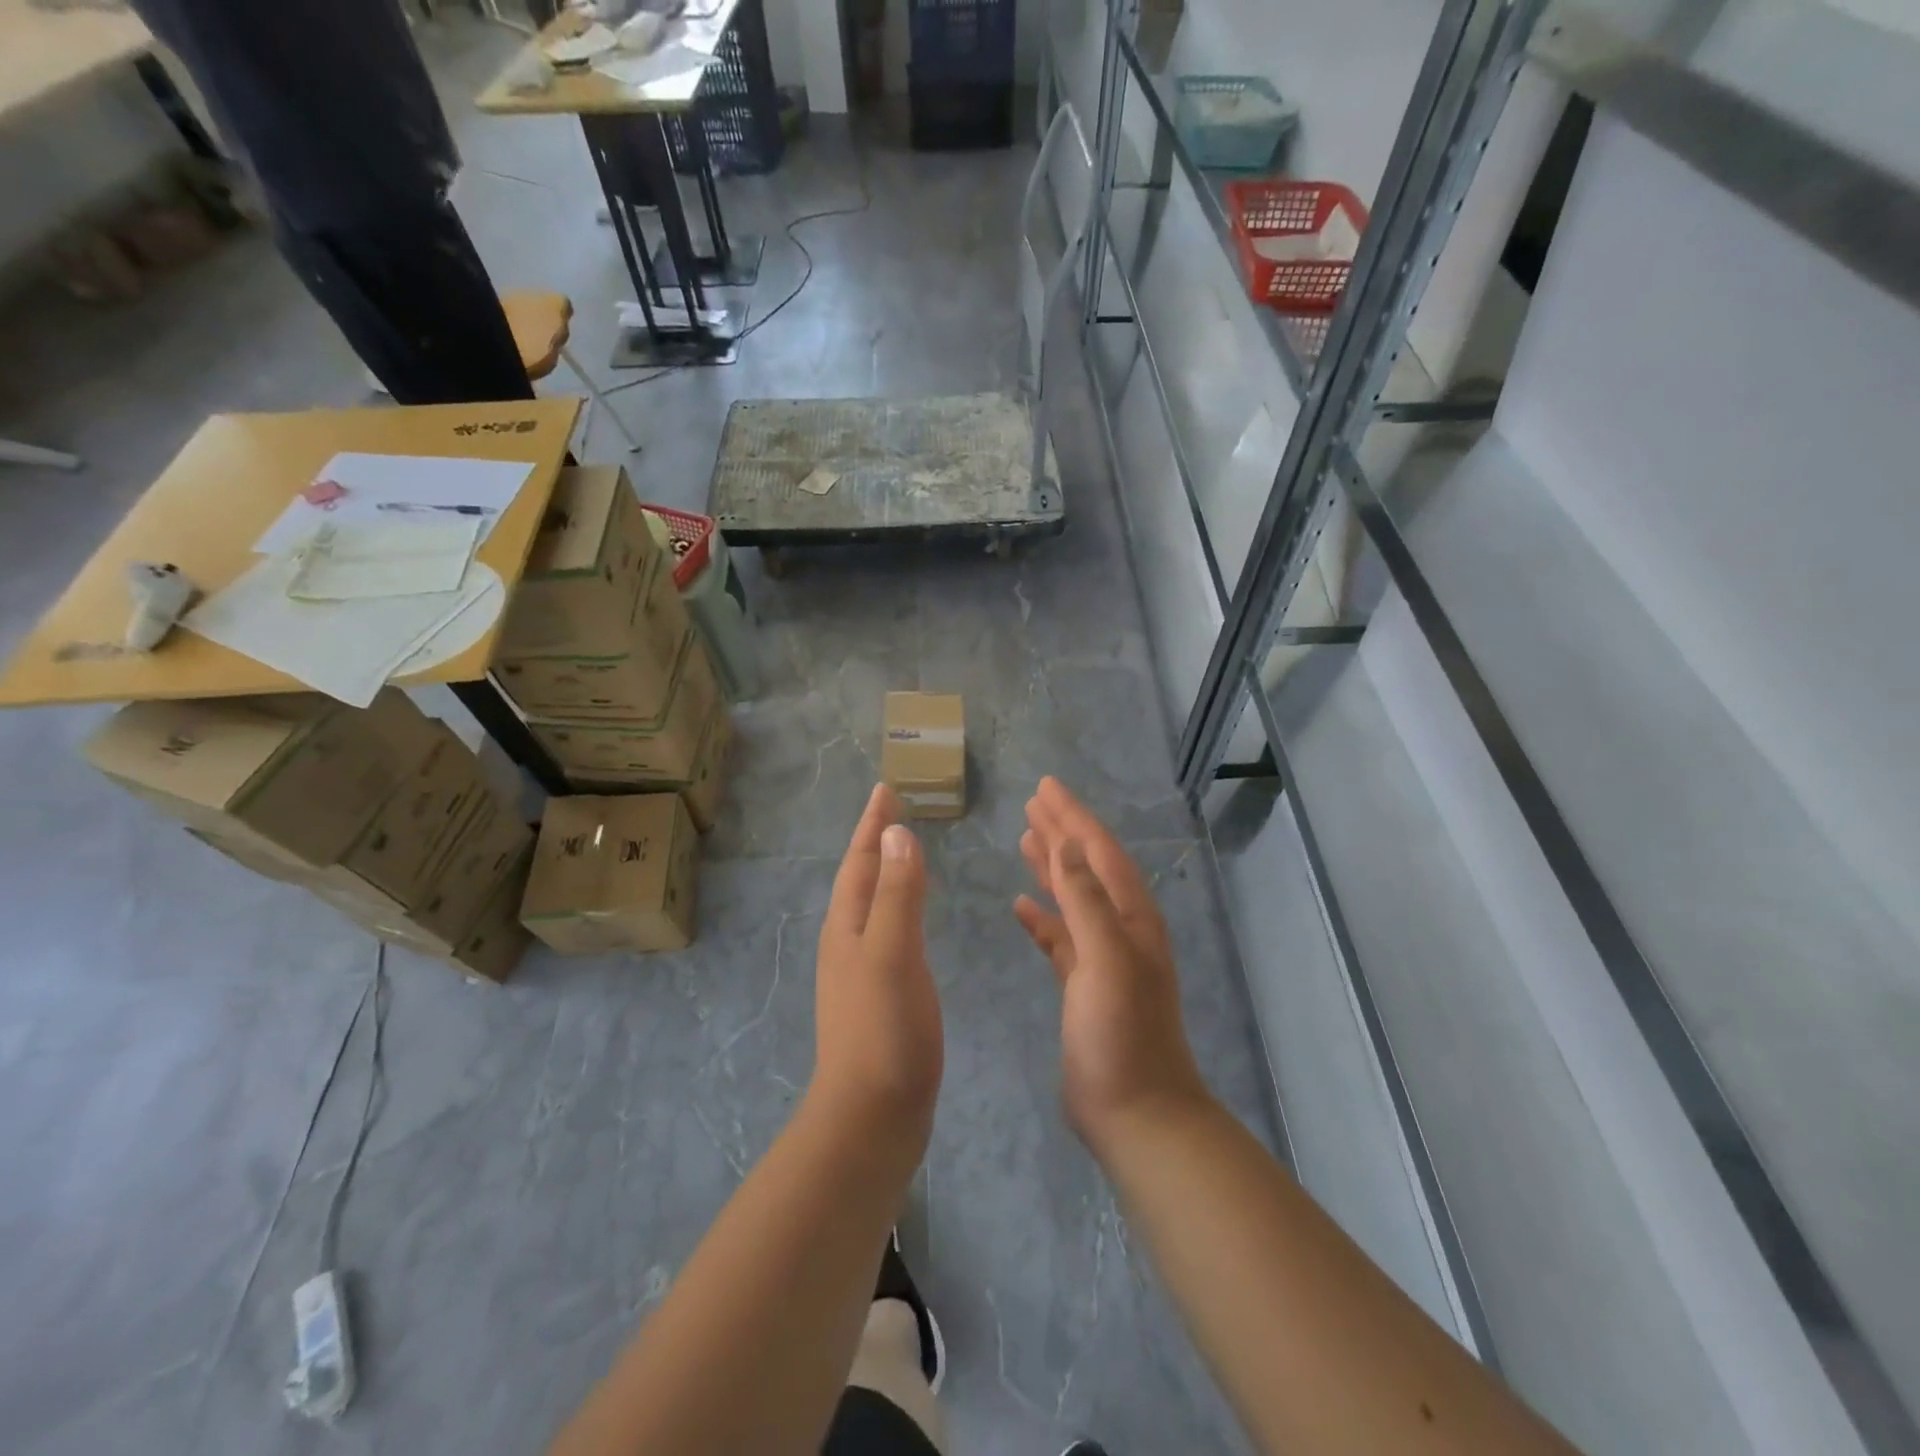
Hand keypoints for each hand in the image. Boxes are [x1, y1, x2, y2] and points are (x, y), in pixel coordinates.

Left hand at [812, 785, 943, 1138]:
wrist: (872, 1115)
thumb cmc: (883, 1030)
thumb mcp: (891, 954)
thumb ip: (897, 894)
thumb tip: (897, 833)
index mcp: (848, 927)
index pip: (860, 861)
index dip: (873, 825)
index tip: (885, 790)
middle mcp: (848, 942)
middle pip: (860, 879)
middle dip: (875, 842)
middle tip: (894, 812)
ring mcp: (860, 971)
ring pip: (871, 905)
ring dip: (884, 873)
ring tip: (901, 854)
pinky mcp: (878, 996)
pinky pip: (887, 932)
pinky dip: (898, 908)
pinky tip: (909, 920)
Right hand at [1014, 777, 1208, 1150]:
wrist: (1136, 1113)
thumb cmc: (1122, 1034)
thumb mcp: (1107, 960)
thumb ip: (1086, 901)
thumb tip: (1067, 845)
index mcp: (1131, 917)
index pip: (1099, 851)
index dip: (1073, 817)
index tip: (1046, 786)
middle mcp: (1120, 929)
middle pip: (1087, 866)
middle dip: (1062, 831)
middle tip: (1033, 802)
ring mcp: (1102, 958)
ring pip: (1073, 897)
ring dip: (1051, 866)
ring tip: (1025, 838)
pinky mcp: (1083, 985)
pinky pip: (1060, 936)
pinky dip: (1042, 916)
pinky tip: (1021, 905)